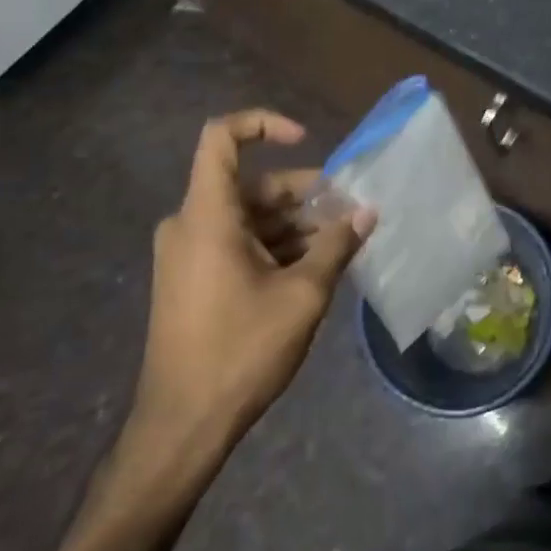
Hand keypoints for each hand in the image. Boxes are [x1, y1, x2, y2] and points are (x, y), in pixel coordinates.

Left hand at [128, 110, 373, 459]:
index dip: (264, 124)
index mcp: (208, 215)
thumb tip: (368, 211)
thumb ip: (338, 244)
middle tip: (347, 213)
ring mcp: (188, 253)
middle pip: (251, 184)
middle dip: (303, 193)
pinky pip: (237, 242)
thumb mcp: (303, 294)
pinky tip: (313, 268)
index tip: (306, 140)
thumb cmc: (240, 351)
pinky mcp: (192, 278)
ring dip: (294, 224)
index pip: (222, 137)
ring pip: (249, 216)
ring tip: (339, 245)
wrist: (182, 427)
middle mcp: (190, 224)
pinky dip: (274, 246)